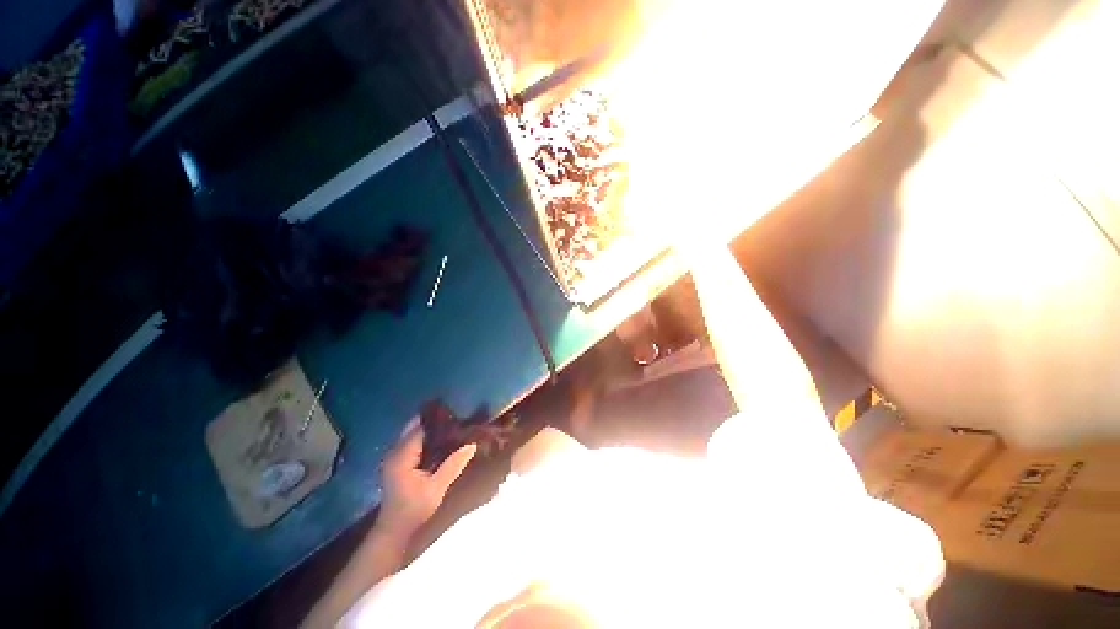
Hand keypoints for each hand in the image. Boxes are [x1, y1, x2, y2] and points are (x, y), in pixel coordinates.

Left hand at [377, 420, 476, 537]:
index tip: (456, 415)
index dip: (438, 421)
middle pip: (414, 427)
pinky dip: (425, 438)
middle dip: (434, 422)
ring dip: (430, 429)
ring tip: (452, 426)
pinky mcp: (397, 461)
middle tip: (456, 419)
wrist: (394, 530)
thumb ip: (453, 465)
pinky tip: (440, 440)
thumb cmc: (414, 510)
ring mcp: (393, 456)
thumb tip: (472, 445)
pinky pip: (411, 441)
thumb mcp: (436, 489)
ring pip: (412, 433)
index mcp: (402, 456)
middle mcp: (394, 452)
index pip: (420, 428)